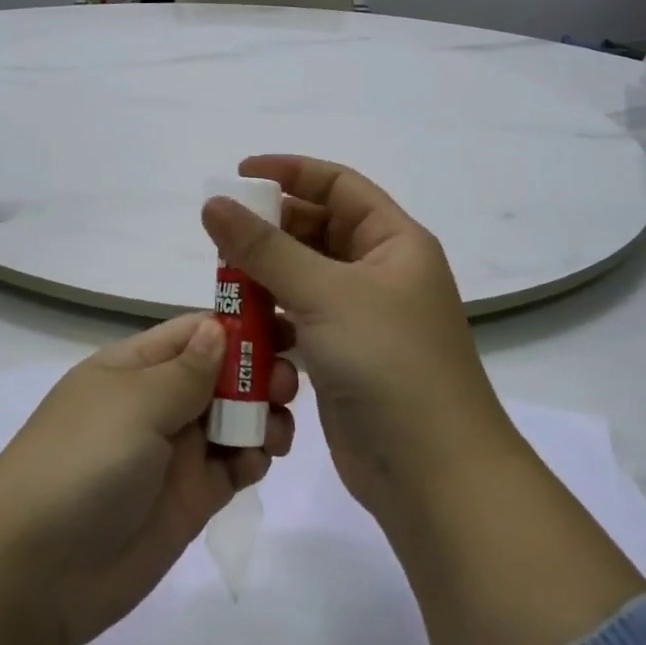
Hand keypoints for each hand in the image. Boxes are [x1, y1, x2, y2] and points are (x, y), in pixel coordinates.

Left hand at [0, 314, 295, 644]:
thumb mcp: (133, 404)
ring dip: (262, 417)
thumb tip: (219, 327)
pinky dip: (253, 459)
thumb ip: (185, 371)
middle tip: (290, 384)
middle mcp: (158, 403)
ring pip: (234, 420)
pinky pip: (233, 467)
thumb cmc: (81, 463)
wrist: (35, 572)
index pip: (195, 332)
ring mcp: (175, 453)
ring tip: (277, 430)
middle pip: (222, 375)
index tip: (287, 327)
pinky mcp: (190, 499)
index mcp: (136, 367)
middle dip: (259, 373)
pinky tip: (258, 462)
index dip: (240, 327)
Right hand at [200, 156, 516, 523]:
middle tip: (221, 234)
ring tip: (224, 281)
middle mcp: (380, 272)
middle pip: (318, 229)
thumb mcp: (324, 293)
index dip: (291, 172)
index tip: (239, 175)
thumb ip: (264, 247)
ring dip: (265, 275)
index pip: (338, 186)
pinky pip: (300, 318)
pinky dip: (272, 316)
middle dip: (270, 228)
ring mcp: (362, 317)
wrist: (432, 473)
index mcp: (393, 242)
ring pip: (304, 277)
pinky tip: (243, 325)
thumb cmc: (388, 362)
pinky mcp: (343, 356)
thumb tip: (213, 202)